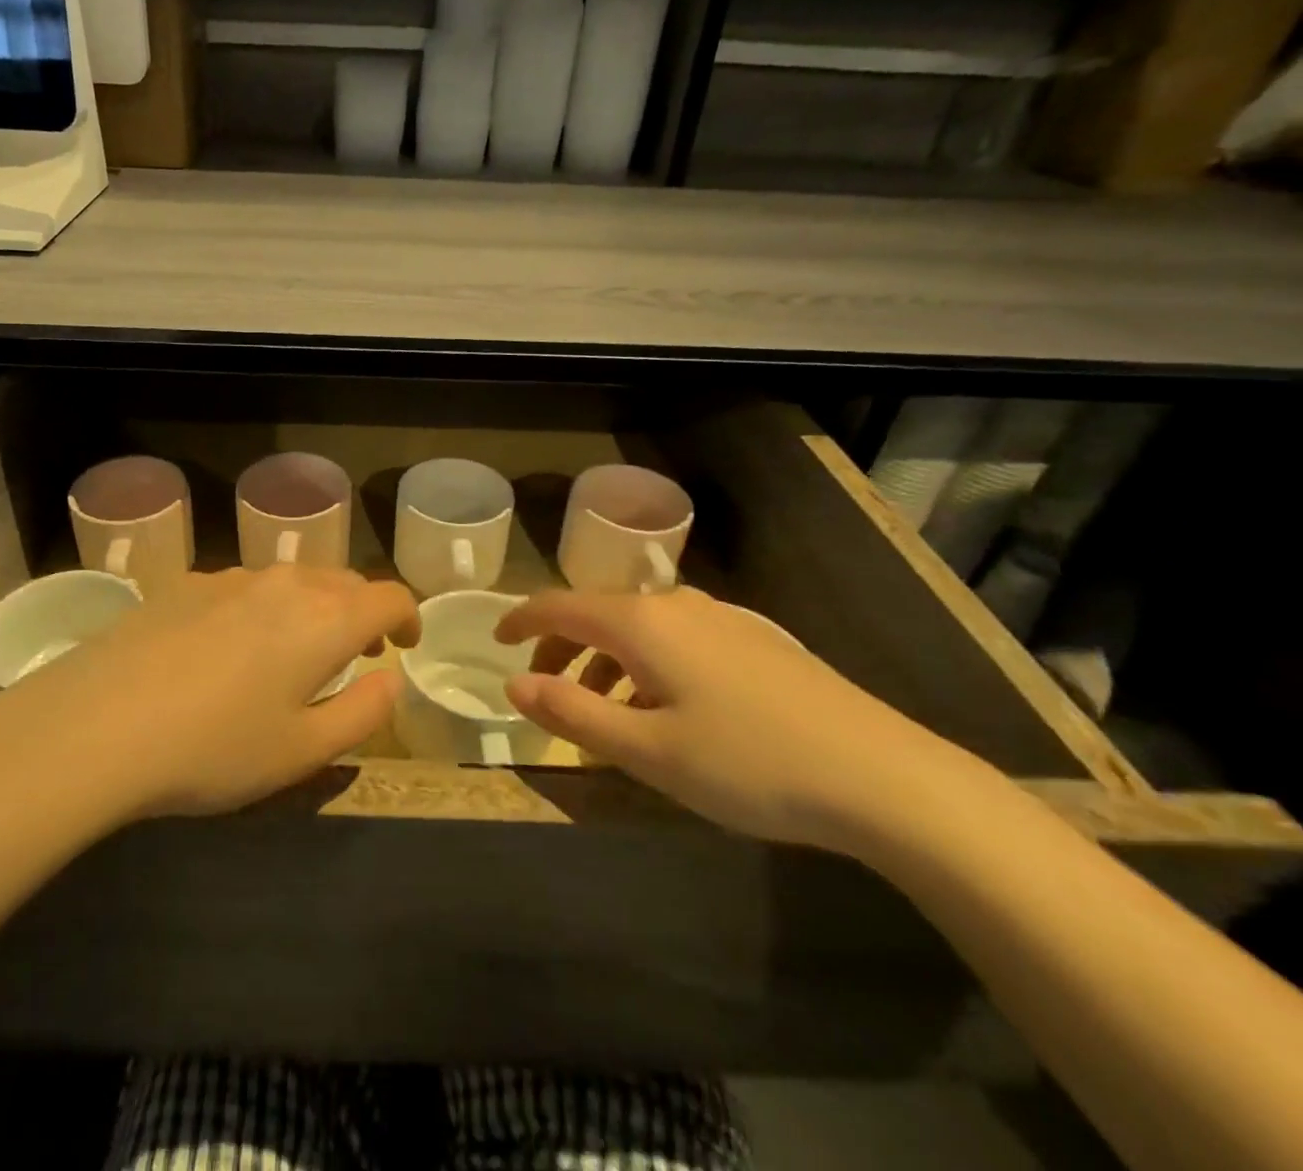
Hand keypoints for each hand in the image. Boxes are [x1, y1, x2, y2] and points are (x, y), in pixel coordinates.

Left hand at [0, 566, 417, 822]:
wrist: (97, 724)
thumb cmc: (215, 748)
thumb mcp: (303, 752)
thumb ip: (362, 713)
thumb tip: (390, 679)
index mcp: (325, 619)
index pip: (389, 596)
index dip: (408, 617)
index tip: (405, 644)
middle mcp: (284, 583)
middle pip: (343, 582)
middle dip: (361, 612)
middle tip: (358, 654)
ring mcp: (230, 578)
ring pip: (291, 580)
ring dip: (311, 608)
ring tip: (295, 651)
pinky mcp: (184, 583)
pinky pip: (243, 587)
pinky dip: (262, 608)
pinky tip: (229, 649)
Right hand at [494, 589, 973, 853]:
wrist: (883, 775)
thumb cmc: (748, 763)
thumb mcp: (647, 751)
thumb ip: (572, 713)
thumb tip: (514, 684)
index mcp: (642, 624)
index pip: (559, 605)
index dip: (521, 619)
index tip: (497, 640)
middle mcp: (677, 606)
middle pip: (599, 613)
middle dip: (562, 645)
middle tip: (544, 686)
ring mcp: (723, 619)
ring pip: (641, 628)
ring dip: (606, 659)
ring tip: (604, 710)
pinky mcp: (756, 641)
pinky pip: (678, 639)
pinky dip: (648, 663)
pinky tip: (667, 708)